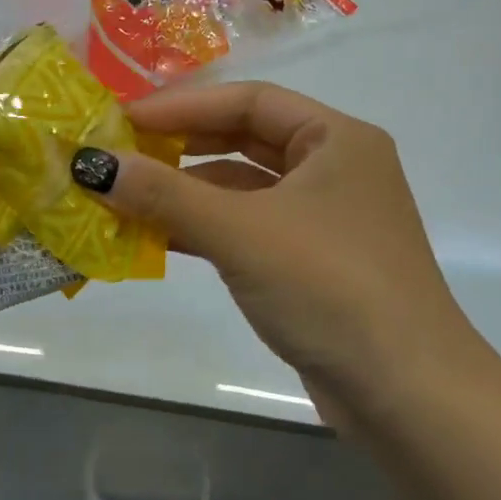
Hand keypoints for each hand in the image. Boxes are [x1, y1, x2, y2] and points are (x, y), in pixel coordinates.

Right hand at [71, 82, 485, 421]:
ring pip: (243, 187)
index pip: (248, 101)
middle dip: (181, 145)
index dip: (181, 106)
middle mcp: (335, 167)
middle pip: (245, 138)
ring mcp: (326, 218)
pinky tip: (159, 237)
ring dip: (187, 191)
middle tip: (120, 151)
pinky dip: (205, 228)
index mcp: (336, 138)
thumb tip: (91, 164)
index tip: (122, 119)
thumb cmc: (330, 288)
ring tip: (126, 195)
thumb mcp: (240, 232)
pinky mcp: (313, 263)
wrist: (409, 398)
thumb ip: (164, 195)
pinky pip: (248, 227)